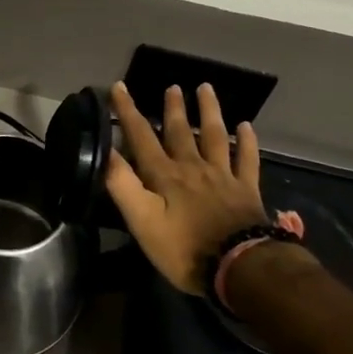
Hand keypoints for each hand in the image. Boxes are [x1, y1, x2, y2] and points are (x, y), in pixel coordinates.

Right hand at [104, 82, 272, 295]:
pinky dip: (247, 141)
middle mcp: (193, 167)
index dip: (128, 111)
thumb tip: (105, 151)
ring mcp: (223, 176)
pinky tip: (246, 126)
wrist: (240, 267)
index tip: (119, 87)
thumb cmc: (184, 248)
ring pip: (215, 136)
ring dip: (209, 111)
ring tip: (205, 88)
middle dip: (172, 108)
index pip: (141, 136)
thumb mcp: (142, 221)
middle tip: (171, 86)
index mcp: (164, 175)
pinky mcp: (246, 190)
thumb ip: (122, 185)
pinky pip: (247, 159)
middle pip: (180, 131)